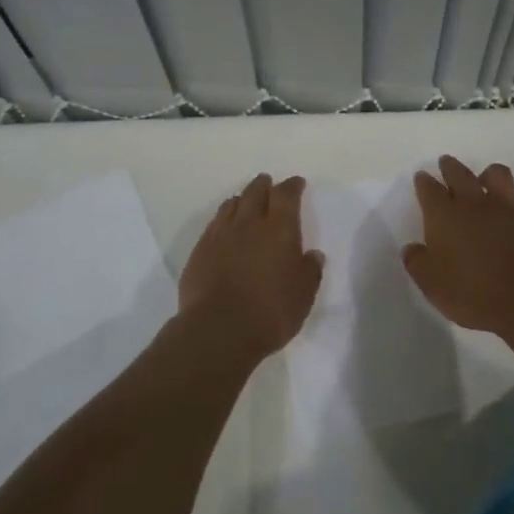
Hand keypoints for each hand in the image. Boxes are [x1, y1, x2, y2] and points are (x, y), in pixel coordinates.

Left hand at [178, 173, 324, 357]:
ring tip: (245, 202)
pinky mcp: (200, 251)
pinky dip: (223, 220)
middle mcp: (249, 224)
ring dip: (242, 200)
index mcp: (279, 229)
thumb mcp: (303, 295)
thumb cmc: (271, 312)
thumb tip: (313, 255)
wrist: (219, 330)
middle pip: (256, 192)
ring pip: (231, 205)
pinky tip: (224, 228)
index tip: (297, 183)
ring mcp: (220, 236)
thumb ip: (310, 271)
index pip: (286, 195)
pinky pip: (214, 225)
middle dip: (264, 185)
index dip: (292, 186)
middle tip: (268, 183)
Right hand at [402, 156, 513, 335]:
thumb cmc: (472, 293)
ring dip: (488, 175)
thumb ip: (417, 262)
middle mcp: (474, 202)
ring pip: (497, 174)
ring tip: (485, 180)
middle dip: (450, 167)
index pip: (429, 190)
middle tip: (446, 163)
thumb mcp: (431, 285)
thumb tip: (411, 249)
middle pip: (459, 173)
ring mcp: (508, 206)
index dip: (424, 182)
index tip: (422, 177)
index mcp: (444, 216)